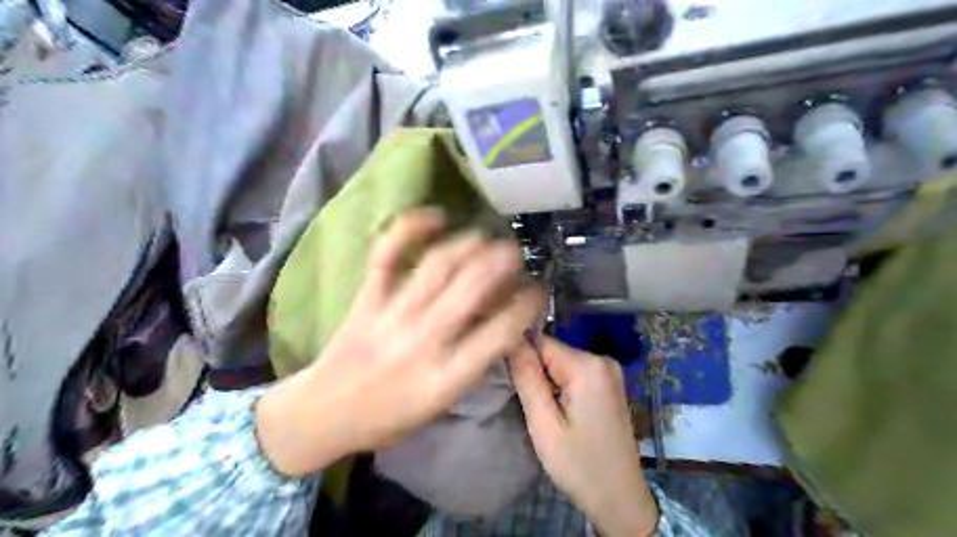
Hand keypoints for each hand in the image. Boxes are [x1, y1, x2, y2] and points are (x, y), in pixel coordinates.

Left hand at [256, 207, 544, 476]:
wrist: (324, 413)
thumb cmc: (390, 415)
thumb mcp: (442, 403)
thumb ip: (474, 363)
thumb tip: (502, 321)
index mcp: (447, 376)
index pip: (501, 331)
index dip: (527, 303)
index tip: (535, 290)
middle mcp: (423, 341)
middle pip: (472, 287)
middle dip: (503, 261)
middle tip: (514, 254)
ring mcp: (391, 315)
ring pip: (438, 265)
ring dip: (469, 243)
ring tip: (484, 238)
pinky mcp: (366, 298)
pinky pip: (387, 254)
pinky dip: (410, 228)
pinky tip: (435, 216)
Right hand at [509, 337, 658, 536]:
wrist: (621, 499)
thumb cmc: (580, 465)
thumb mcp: (544, 424)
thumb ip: (527, 378)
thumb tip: (510, 339)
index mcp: (588, 366)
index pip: (540, 342)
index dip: (520, 359)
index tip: (509, 382)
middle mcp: (602, 359)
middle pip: (551, 351)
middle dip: (533, 371)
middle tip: (526, 403)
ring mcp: (608, 370)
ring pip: (560, 361)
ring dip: (545, 380)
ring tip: (540, 409)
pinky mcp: (608, 383)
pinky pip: (573, 372)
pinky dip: (559, 385)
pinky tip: (557, 409)